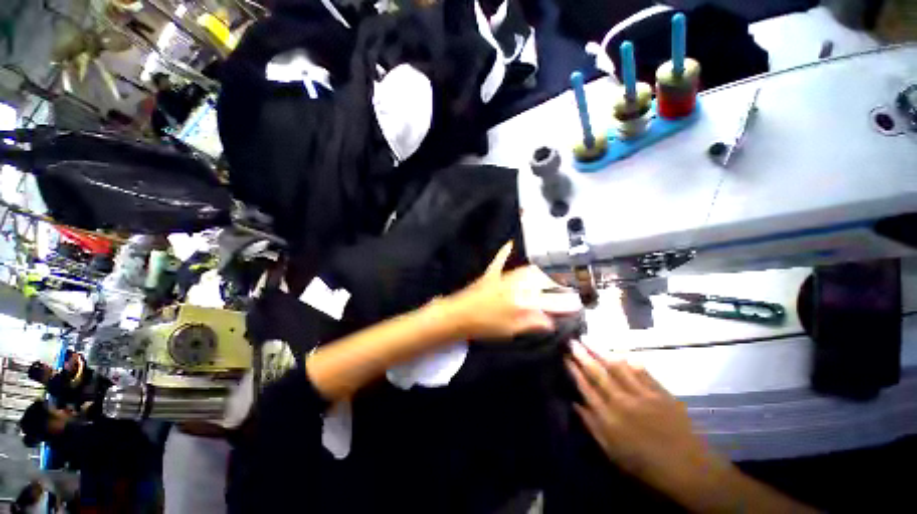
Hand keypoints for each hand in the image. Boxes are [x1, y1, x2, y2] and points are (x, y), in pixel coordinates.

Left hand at [446, 241, 581, 340]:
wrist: (457, 315)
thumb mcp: (511, 329)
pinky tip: (510, 243)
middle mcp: (516, 285)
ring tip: (550, 279)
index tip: (578, 304)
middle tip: (566, 292)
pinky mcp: (491, 274)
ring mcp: (503, 277)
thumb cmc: (484, 325)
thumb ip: (532, 323)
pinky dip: (505, 252)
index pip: (550, 300)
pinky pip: (499, 260)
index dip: (566, 303)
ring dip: (541, 274)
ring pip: (527, 271)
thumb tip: (551, 321)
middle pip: (542, 281)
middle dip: (557, 286)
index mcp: (521, 300)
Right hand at [566, 343, 726, 488]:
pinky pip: (641, 371)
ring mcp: (643, 395)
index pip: (586, 388)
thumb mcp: (612, 453)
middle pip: (598, 374)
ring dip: (601, 351)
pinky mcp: (660, 392)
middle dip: (583, 356)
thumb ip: (592, 426)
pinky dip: (629, 360)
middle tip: (572, 341)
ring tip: (589, 339)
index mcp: (609, 419)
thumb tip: (574, 404)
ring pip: (617, 367)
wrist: (688, 469)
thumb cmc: (645, 465)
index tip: (566, 358)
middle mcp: (623, 402)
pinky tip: (620, 351)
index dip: (574, 371)